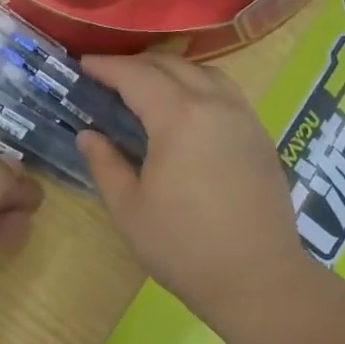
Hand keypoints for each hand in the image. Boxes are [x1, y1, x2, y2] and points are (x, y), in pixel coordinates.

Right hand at [77, 54, 309, 332]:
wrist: (258, 279)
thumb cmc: (184, 247)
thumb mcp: (129, 209)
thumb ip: (105, 164)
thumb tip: (88, 134)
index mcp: (179, 118)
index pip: (136, 76)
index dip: (107, 66)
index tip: (83, 65)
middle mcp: (215, 105)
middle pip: (172, 66)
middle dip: (136, 64)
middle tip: (109, 76)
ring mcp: (244, 118)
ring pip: (206, 72)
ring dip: (172, 70)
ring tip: (148, 87)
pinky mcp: (261, 137)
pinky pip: (227, 92)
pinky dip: (200, 85)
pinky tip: (188, 110)